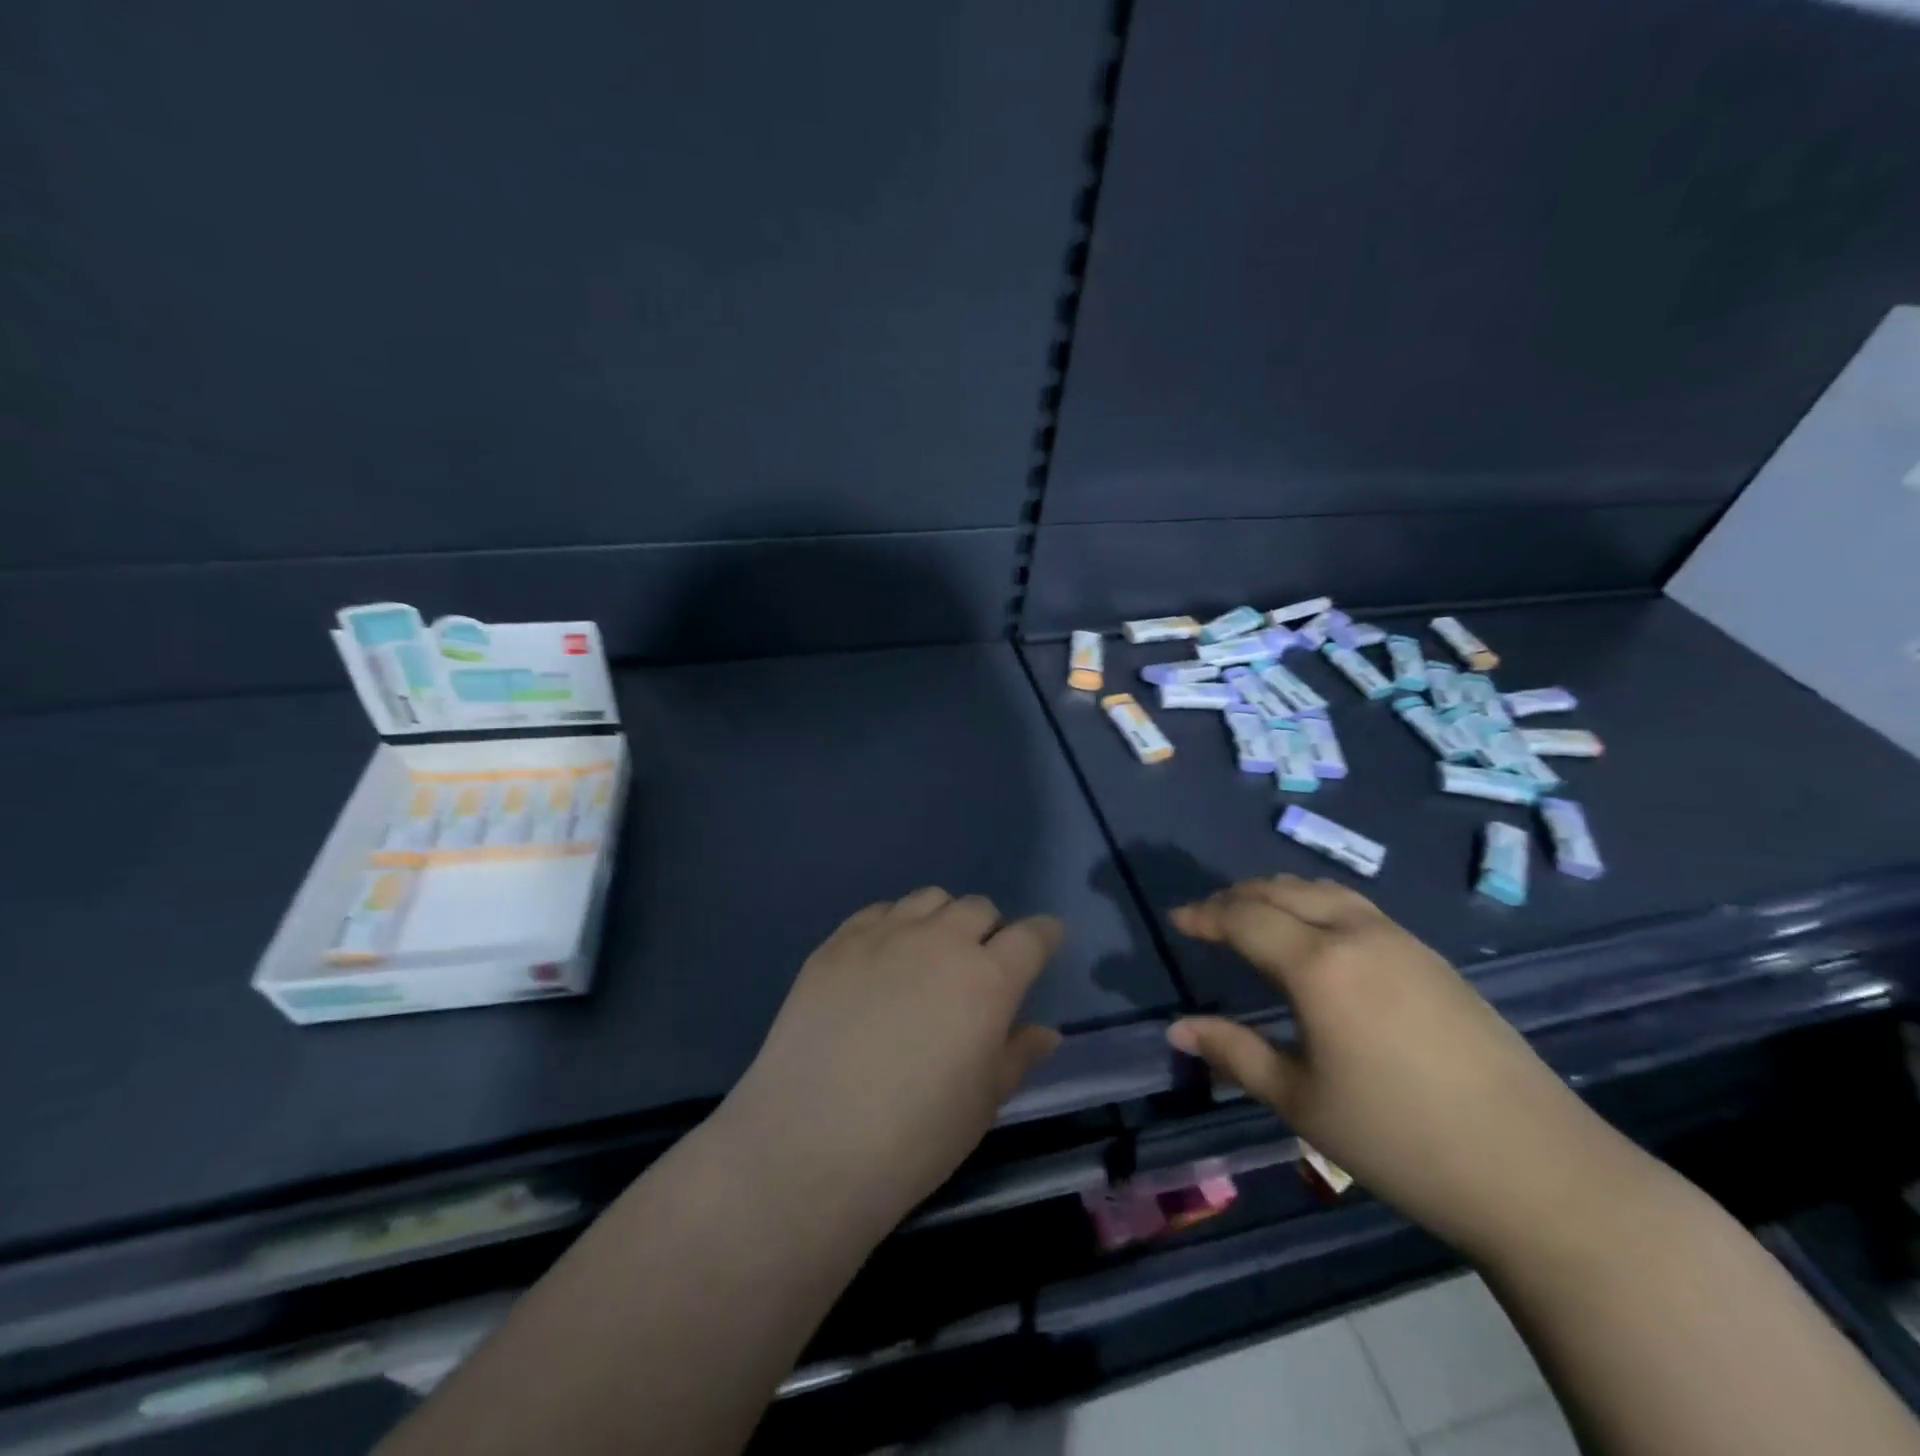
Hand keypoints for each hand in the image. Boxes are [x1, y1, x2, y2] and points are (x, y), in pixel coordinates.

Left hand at [722, 888, 1062, 1231]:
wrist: (812, 1142)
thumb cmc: (915, 1135)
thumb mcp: (983, 1102)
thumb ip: (1017, 1055)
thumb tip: (1045, 1032)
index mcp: (987, 979)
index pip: (1031, 936)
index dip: (1044, 935)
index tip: (1047, 941)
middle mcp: (940, 942)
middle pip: (978, 908)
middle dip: (990, 929)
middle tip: (980, 962)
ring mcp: (884, 936)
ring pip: (928, 899)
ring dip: (942, 919)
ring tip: (930, 954)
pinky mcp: (837, 942)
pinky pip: (878, 911)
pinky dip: (893, 925)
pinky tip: (882, 959)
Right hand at [1167, 875, 1618, 1256]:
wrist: (1540, 1171)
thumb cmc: (1402, 1140)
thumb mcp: (1302, 1102)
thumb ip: (1234, 1053)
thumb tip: (1177, 1028)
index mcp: (1318, 965)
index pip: (1244, 918)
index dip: (1204, 915)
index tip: (1176, 919)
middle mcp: (1357, 935)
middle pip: (1282, 891)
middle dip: (1237, 896)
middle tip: (1208, 916)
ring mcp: (1402, 941)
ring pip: (1324, 891)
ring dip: (1279, 893)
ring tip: (1254, 913)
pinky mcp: (1433, 959)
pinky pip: (1357, 907)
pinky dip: (1318, 904)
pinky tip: (1317, 935)